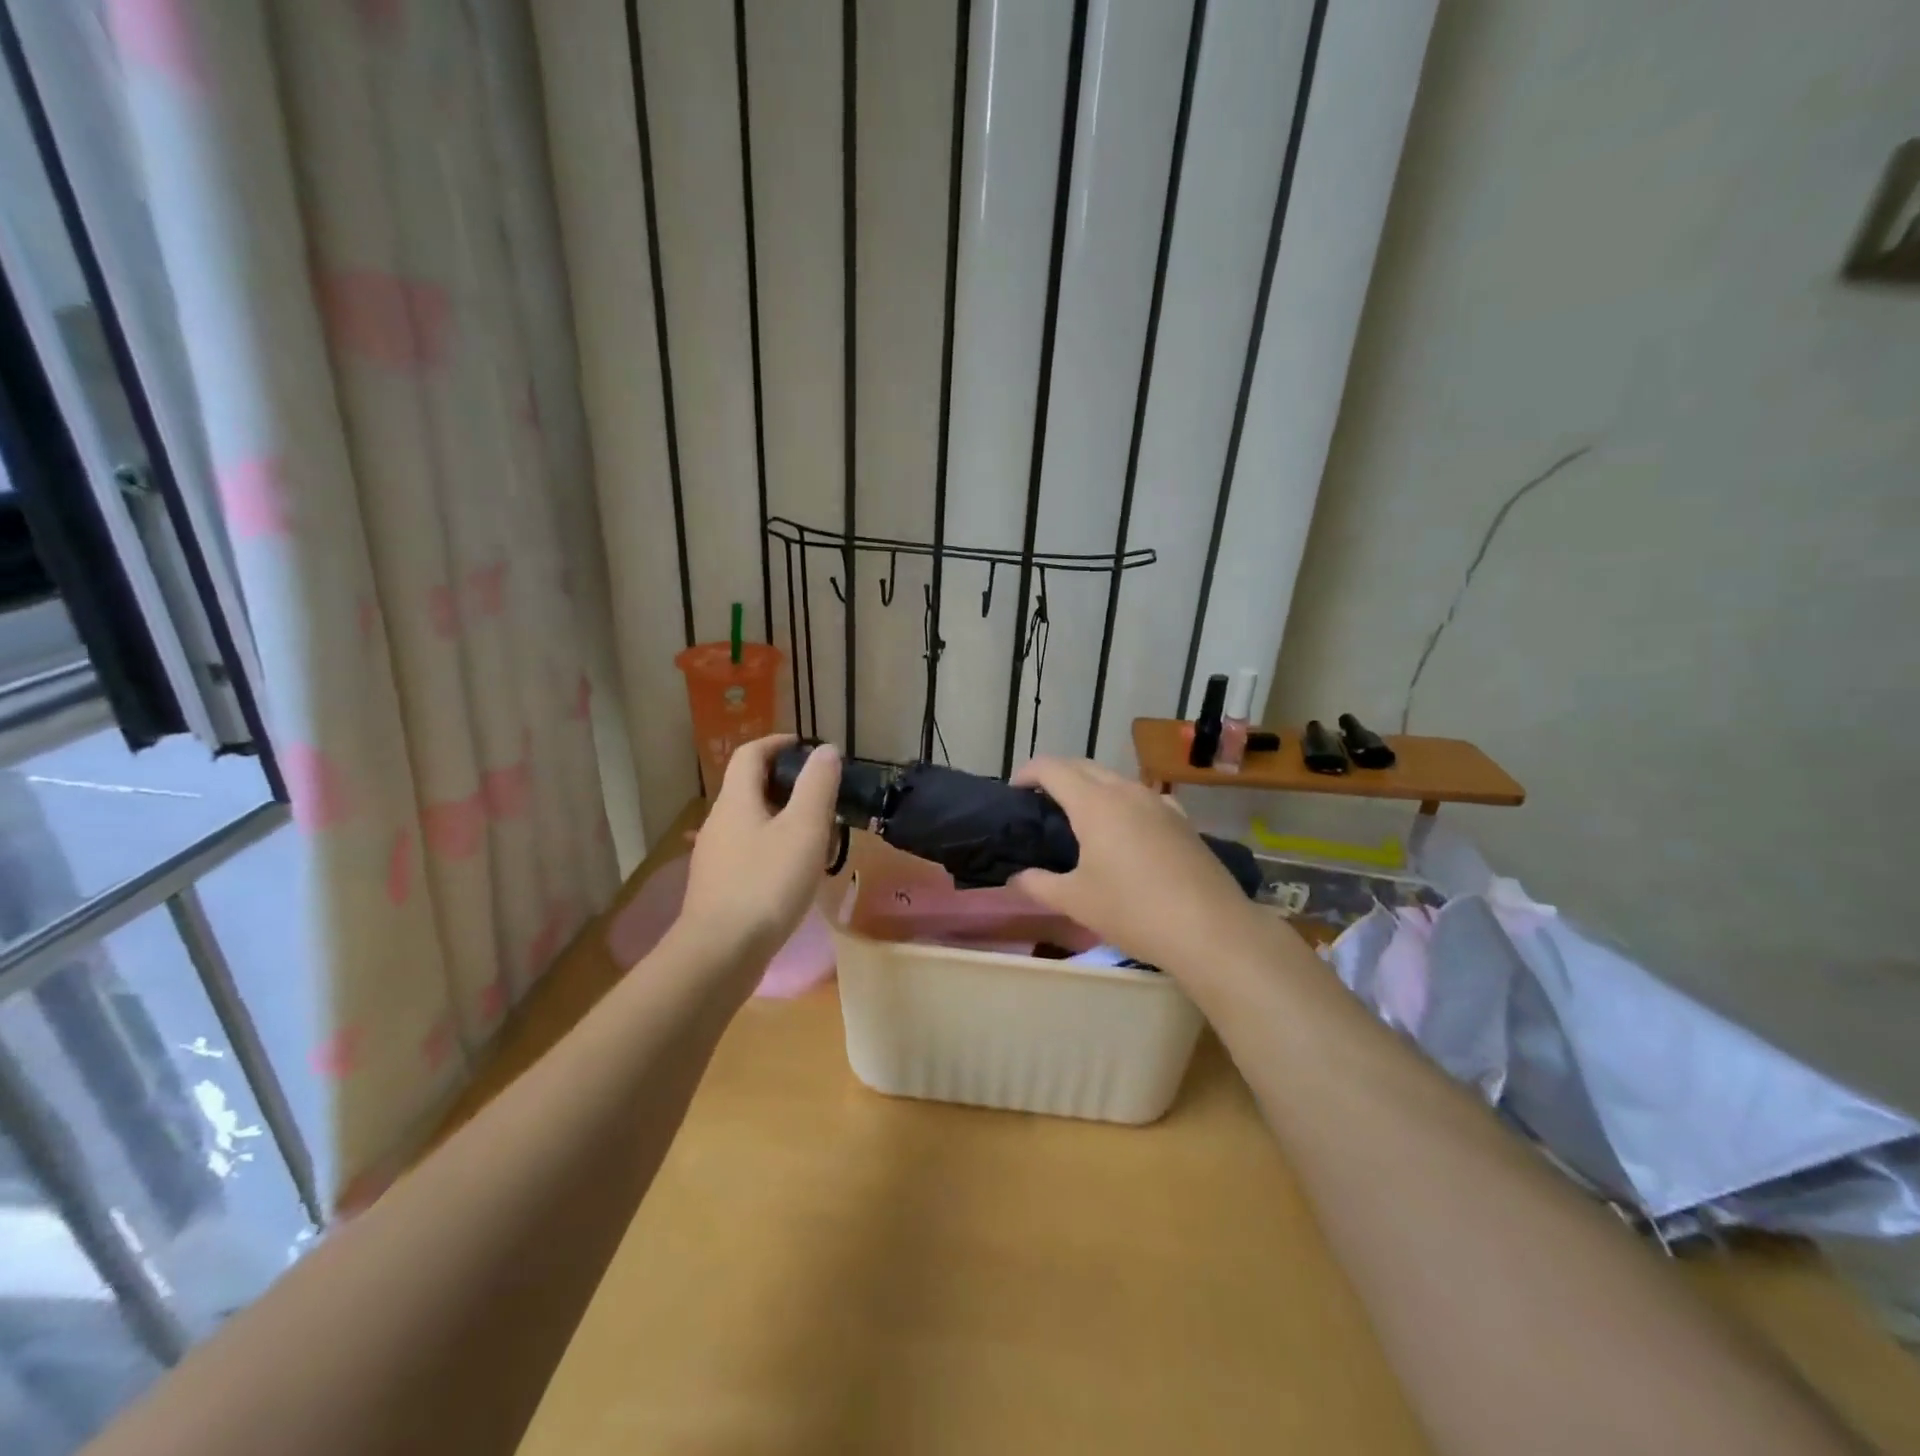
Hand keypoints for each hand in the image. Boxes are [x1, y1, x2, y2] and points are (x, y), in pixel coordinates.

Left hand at [675, 735, 840, 967]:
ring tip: (815, 832)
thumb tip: (826, 750)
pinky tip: (793, 870)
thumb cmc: (766, 883)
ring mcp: (715, 856)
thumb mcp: (803, 830)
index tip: (806, 747)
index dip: (777, 743)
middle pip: (749, 787)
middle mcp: (718, 822)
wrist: (720, 953)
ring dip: (781, 816)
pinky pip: (748, 850)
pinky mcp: (718, 885)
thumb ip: (817, 786)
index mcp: (735, 800)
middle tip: (821, 793)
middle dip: (785, 781)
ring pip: (750, 821)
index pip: (751, 754)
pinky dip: (773, 845)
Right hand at [1010, 757, 1270, 977]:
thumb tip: (1016, 878)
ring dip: (1091, 787)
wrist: (1210, 929)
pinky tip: (1124, 830)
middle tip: (1040, 801)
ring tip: (1078, 816)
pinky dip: (1121, 802)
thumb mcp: (1076, 901)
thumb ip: (1038, 884)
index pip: (1052, 769)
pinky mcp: (1182, 821)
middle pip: (1084, 766)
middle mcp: (1127, 791)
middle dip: (1057, 775)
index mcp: (1095, 803)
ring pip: (1116, 780)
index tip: (1014, 790)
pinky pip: (1142, 798)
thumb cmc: (1133, 910)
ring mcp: (1159, 803)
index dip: (1028, 772)